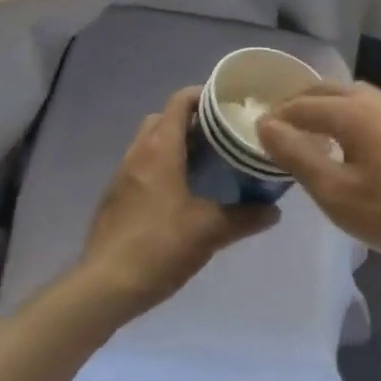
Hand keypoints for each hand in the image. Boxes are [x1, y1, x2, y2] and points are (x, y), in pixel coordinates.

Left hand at [77, 86, 277, 320]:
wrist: (105, 285)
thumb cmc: (160, 246)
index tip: (229, 103)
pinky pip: (142, 166)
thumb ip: (245, 217)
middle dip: (192, 120)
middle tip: (222, 135)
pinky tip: (181, 193)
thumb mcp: (210, 231)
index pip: (180, 101)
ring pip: (151, 142)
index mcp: (160, 149)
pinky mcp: (115, 197)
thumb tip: (275, 210)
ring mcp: (122, 175)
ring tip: (207, 163)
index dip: (204, 95)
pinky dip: (162, 166)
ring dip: (176, 144)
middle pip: (164, 118)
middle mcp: (138, 152)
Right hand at [257, 81, 380, 280]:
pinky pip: (372, 109)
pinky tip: (351, 143)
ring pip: (353, 96)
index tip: (255, 133)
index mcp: (354, 112)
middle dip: (299, 104)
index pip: (303, 105)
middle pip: (328, 90)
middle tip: (278, 129)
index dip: (276, 118)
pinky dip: (349, 115)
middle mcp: (378, 100)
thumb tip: (266, 125)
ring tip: (310, 133)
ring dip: (326, 107)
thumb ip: (297, 156)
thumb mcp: (337, 194)